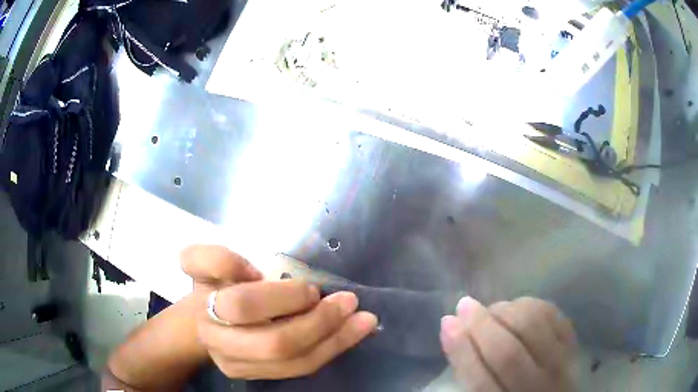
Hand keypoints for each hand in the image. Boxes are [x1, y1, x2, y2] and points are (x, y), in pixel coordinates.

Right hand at [181, 245, 377, 379]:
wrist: (203, 323)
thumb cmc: (210, 287)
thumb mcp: (201, 262)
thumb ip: (216, 259)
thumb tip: (255, 274)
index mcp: (207, 311)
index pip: (243, 307)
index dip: (281, 298)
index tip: (310, 287)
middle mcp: (224, 346)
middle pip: (275, 344)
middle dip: (318, 324)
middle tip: (349, 301)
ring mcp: (243, 368)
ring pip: (295, 362)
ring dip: (335, 340)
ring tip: (365, 320)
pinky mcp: (263, 376)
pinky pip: (301, 368)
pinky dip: (331, 349)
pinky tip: (352, 333)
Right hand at [440, 297, 577, 391]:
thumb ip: (467, 368)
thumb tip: (450, 327)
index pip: (480, 381)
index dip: (462, 350)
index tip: (447, 321)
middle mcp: (538, 388)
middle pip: (509, 354)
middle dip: (482, 325)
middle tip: (465, 305)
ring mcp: (561, 365)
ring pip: (534, 328)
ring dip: (508, 311)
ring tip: (494, 310)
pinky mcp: (574, 344)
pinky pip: (554, 315)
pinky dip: (532, 305)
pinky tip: (518, 308)